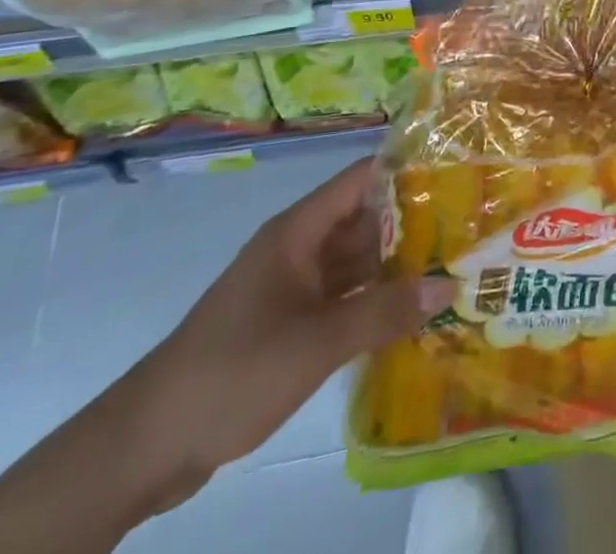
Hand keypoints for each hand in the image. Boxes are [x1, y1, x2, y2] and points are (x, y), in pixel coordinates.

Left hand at [115, 157, 448, 508]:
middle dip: (413, 223)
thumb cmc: (234, 370)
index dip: (407, 169)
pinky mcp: (287, 324)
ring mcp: (292, 288)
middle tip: (469, 227)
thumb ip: (384, 311)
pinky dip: (373, 301)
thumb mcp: (317, 341)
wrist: (146, 445)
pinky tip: (410, 313)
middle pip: (364, 220)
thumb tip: (449, 285)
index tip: (456, 173)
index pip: (362, 179)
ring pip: (355, 263)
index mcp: (298, 232)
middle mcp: (298, 249)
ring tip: (452, 266)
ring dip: (396, 266)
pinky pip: (342, 299)